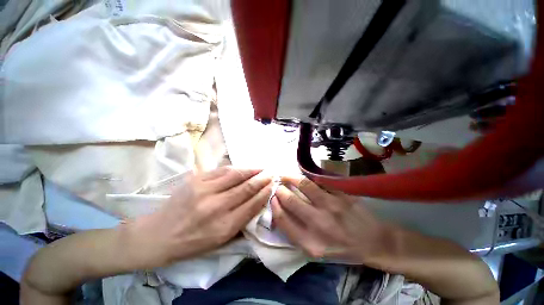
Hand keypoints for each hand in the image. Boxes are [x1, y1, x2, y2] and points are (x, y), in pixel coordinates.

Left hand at [125, 167, 272, 267]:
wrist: (158, 234)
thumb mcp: (220, 241)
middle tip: (271, 173)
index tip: (272, 186)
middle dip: (261, 179)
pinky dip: (236, 168)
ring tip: (261, 168)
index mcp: (223, 227)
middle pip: (245, 188)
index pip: (252, 205)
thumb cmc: (192, 242)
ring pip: (235, 175)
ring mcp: (204, 190)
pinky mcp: (195, 180)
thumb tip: (257, 203)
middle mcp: (216, 207)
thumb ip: (241, 222)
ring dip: (251, 170)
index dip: (264, 193)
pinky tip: (243, 167)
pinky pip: (221, 170)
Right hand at [271, 176, 385, 263]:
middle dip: (280, 189)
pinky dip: (309, 176)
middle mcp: (320, 223)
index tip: (272, 197)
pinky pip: (321, 180)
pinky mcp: (343, 194)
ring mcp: (333, 206)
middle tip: (277, 184)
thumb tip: (280, 209)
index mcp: (310, 242)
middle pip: (291, 200)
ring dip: (291, 178)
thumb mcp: (316, 250)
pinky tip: (304, 175)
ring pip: (305, 185)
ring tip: (286, 175)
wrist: (374, 242)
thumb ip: (295, 233)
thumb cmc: (341, 248)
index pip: (282, 219)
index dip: (274, 206)